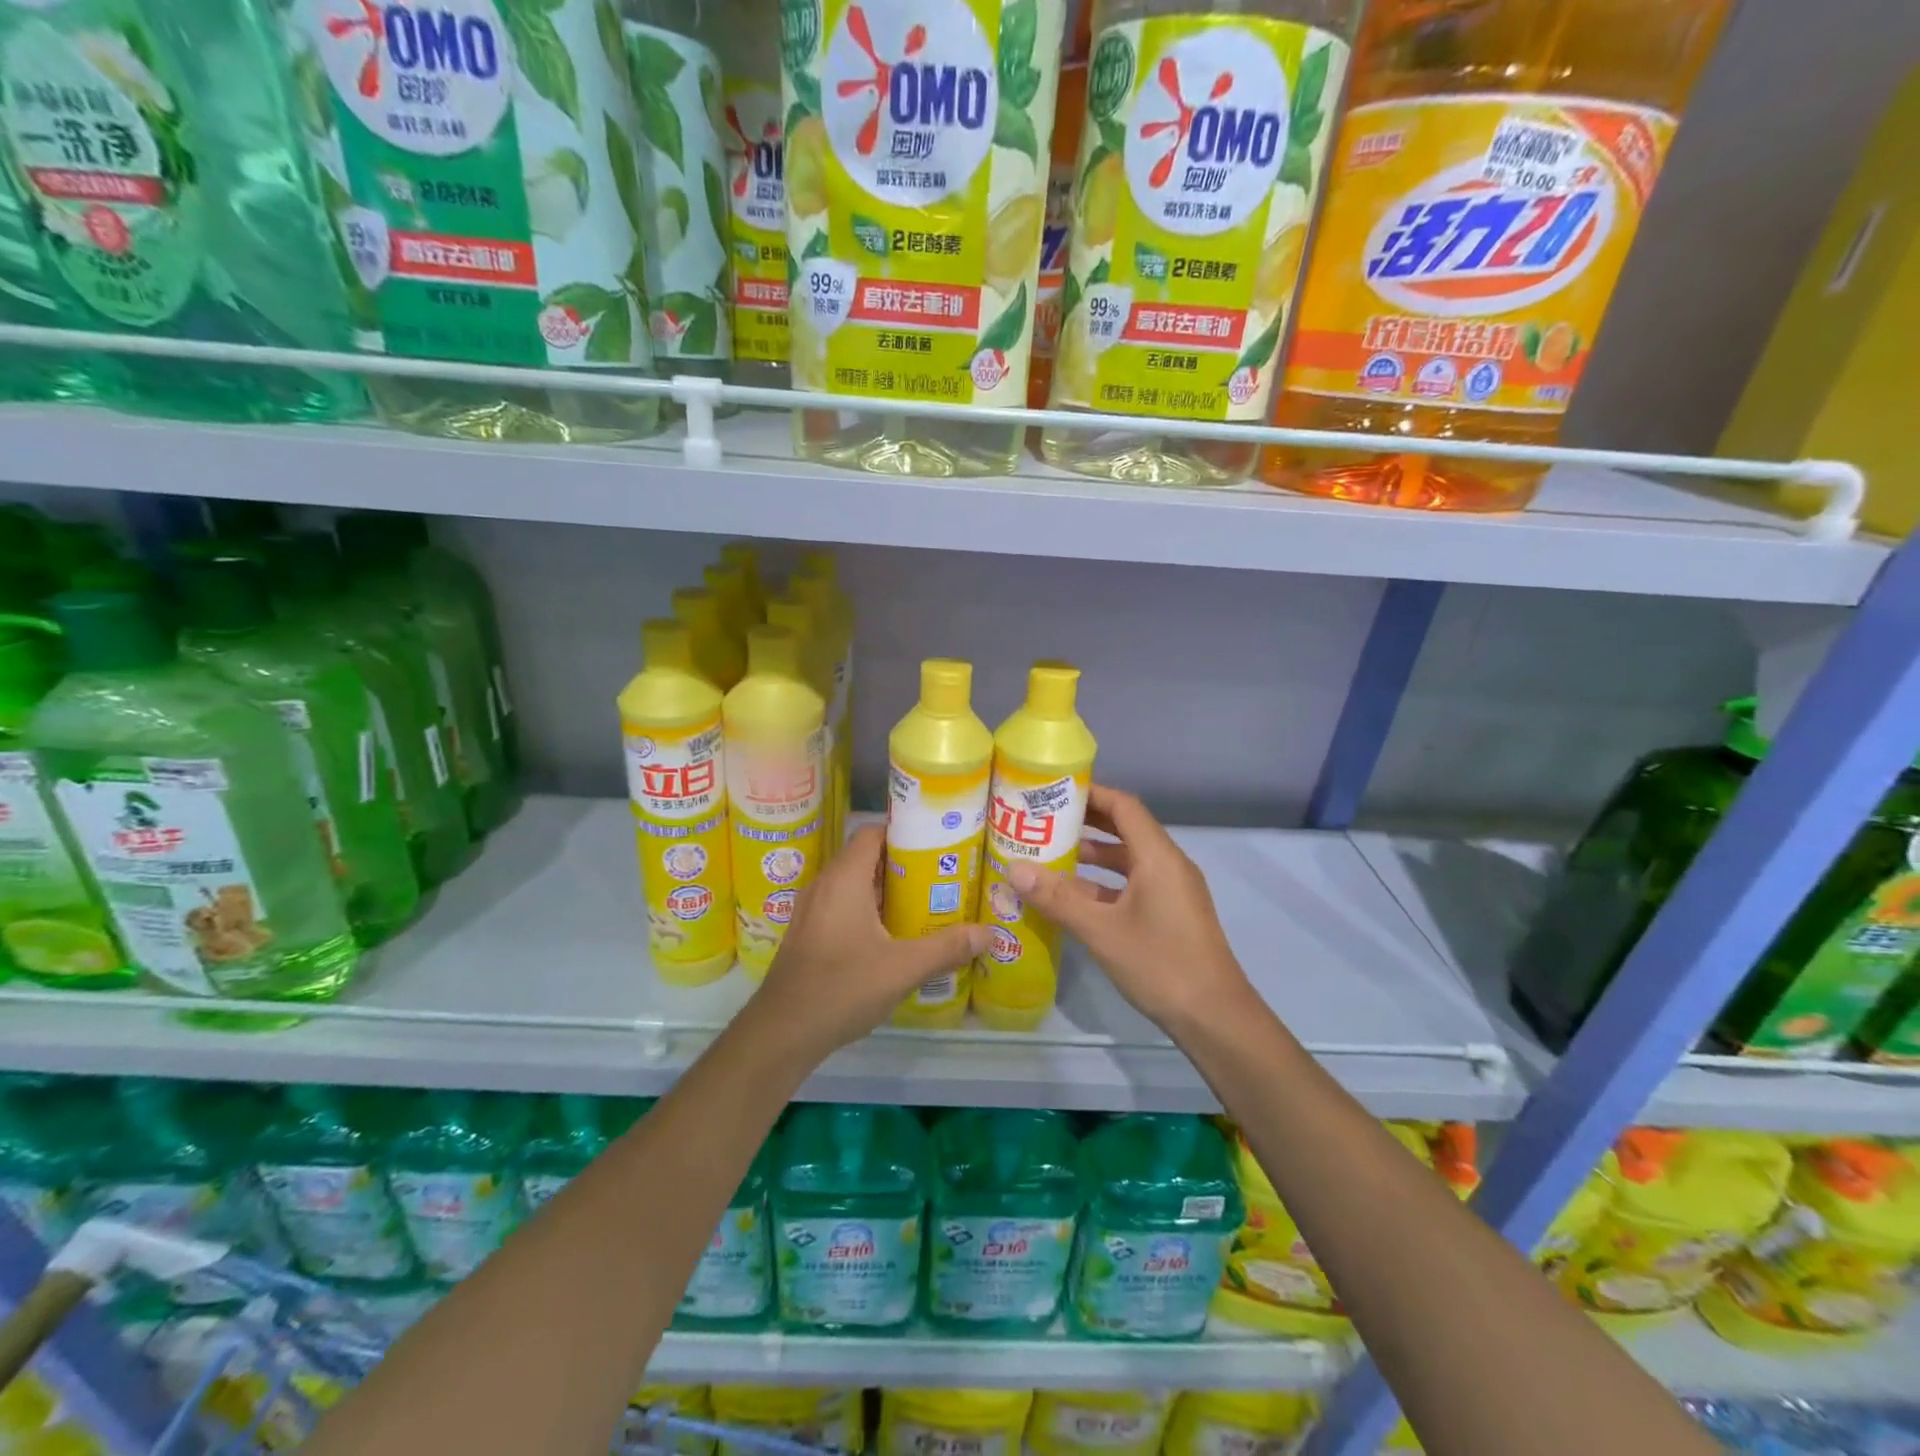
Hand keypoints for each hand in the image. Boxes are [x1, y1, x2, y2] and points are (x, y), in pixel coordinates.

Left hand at [749, 825, 988, 1058]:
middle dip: (904, 864)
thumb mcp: (902, 968)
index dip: (904, 832)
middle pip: (867, 858)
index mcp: (844, 878)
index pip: (873, 833)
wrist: (782, 1032)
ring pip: (855, 885)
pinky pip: (844, 906)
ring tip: (926, 902)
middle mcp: (825, 885)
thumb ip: (946, 948)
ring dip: (887, 890)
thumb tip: (989, 933)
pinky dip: (869, 910)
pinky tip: (894, 934)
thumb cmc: (842, 988)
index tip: (937, 844)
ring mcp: (813, 910)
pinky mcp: (809, 933)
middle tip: (942, 876)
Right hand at [1008, 784, 1254, 1034]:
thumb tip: (1014, 869)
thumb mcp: (1101, 930)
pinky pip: (1132, 885)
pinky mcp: (1170, 914)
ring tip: (1049, 856)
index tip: (1054, 792)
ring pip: (1127, 860)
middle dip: (1086, 823)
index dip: (1091, 794)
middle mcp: (1168, 865)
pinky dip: (1103, 884)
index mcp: (1158, 857)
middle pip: (1125, 829)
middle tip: (1043, 821)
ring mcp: (1171, 891)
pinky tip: (1071, 898)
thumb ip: (1057, 898)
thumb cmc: (1159, 964)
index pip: (1124, 807)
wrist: (1214, 1017)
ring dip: (1092, 856)